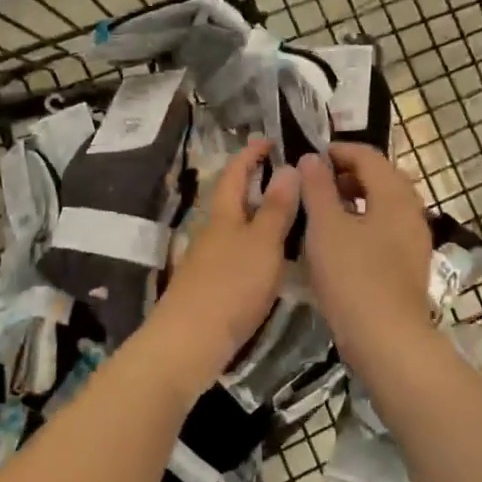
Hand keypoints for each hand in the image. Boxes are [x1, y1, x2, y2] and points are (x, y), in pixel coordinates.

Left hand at [141, 137, 300, 392]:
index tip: (268, 139)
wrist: (189, 342)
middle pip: (232, 200)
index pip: (234, 173)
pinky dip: (256, 248)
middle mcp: (211, 233)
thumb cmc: (230, 286)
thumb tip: (288, 166)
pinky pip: (238, 255)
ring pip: (235, 229)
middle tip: (288, 178)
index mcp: (222, 215)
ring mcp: (208, 261)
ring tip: (292, 218)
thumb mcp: (262, 244)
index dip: (250, 154)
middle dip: (255, 185)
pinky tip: (273, 262)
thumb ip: (276, 209)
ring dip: (258, 218)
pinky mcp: (210, 288)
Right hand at [298, 145, 433, 366]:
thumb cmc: (353, 276)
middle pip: (381, 178)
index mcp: (395, 195)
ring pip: (384, 206)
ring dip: (356, 199)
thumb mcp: (326, 227)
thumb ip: (318, 188)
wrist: (386, 338)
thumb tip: (313, 158)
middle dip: (348, 174)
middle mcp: (412, 212)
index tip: (310, 157)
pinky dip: (364, 223)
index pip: (369, 156)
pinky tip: (341, 241)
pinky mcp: (409, 265)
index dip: (338, 151)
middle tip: (316, 182)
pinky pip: (386, 230)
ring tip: (324, 210)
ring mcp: (414, 240)